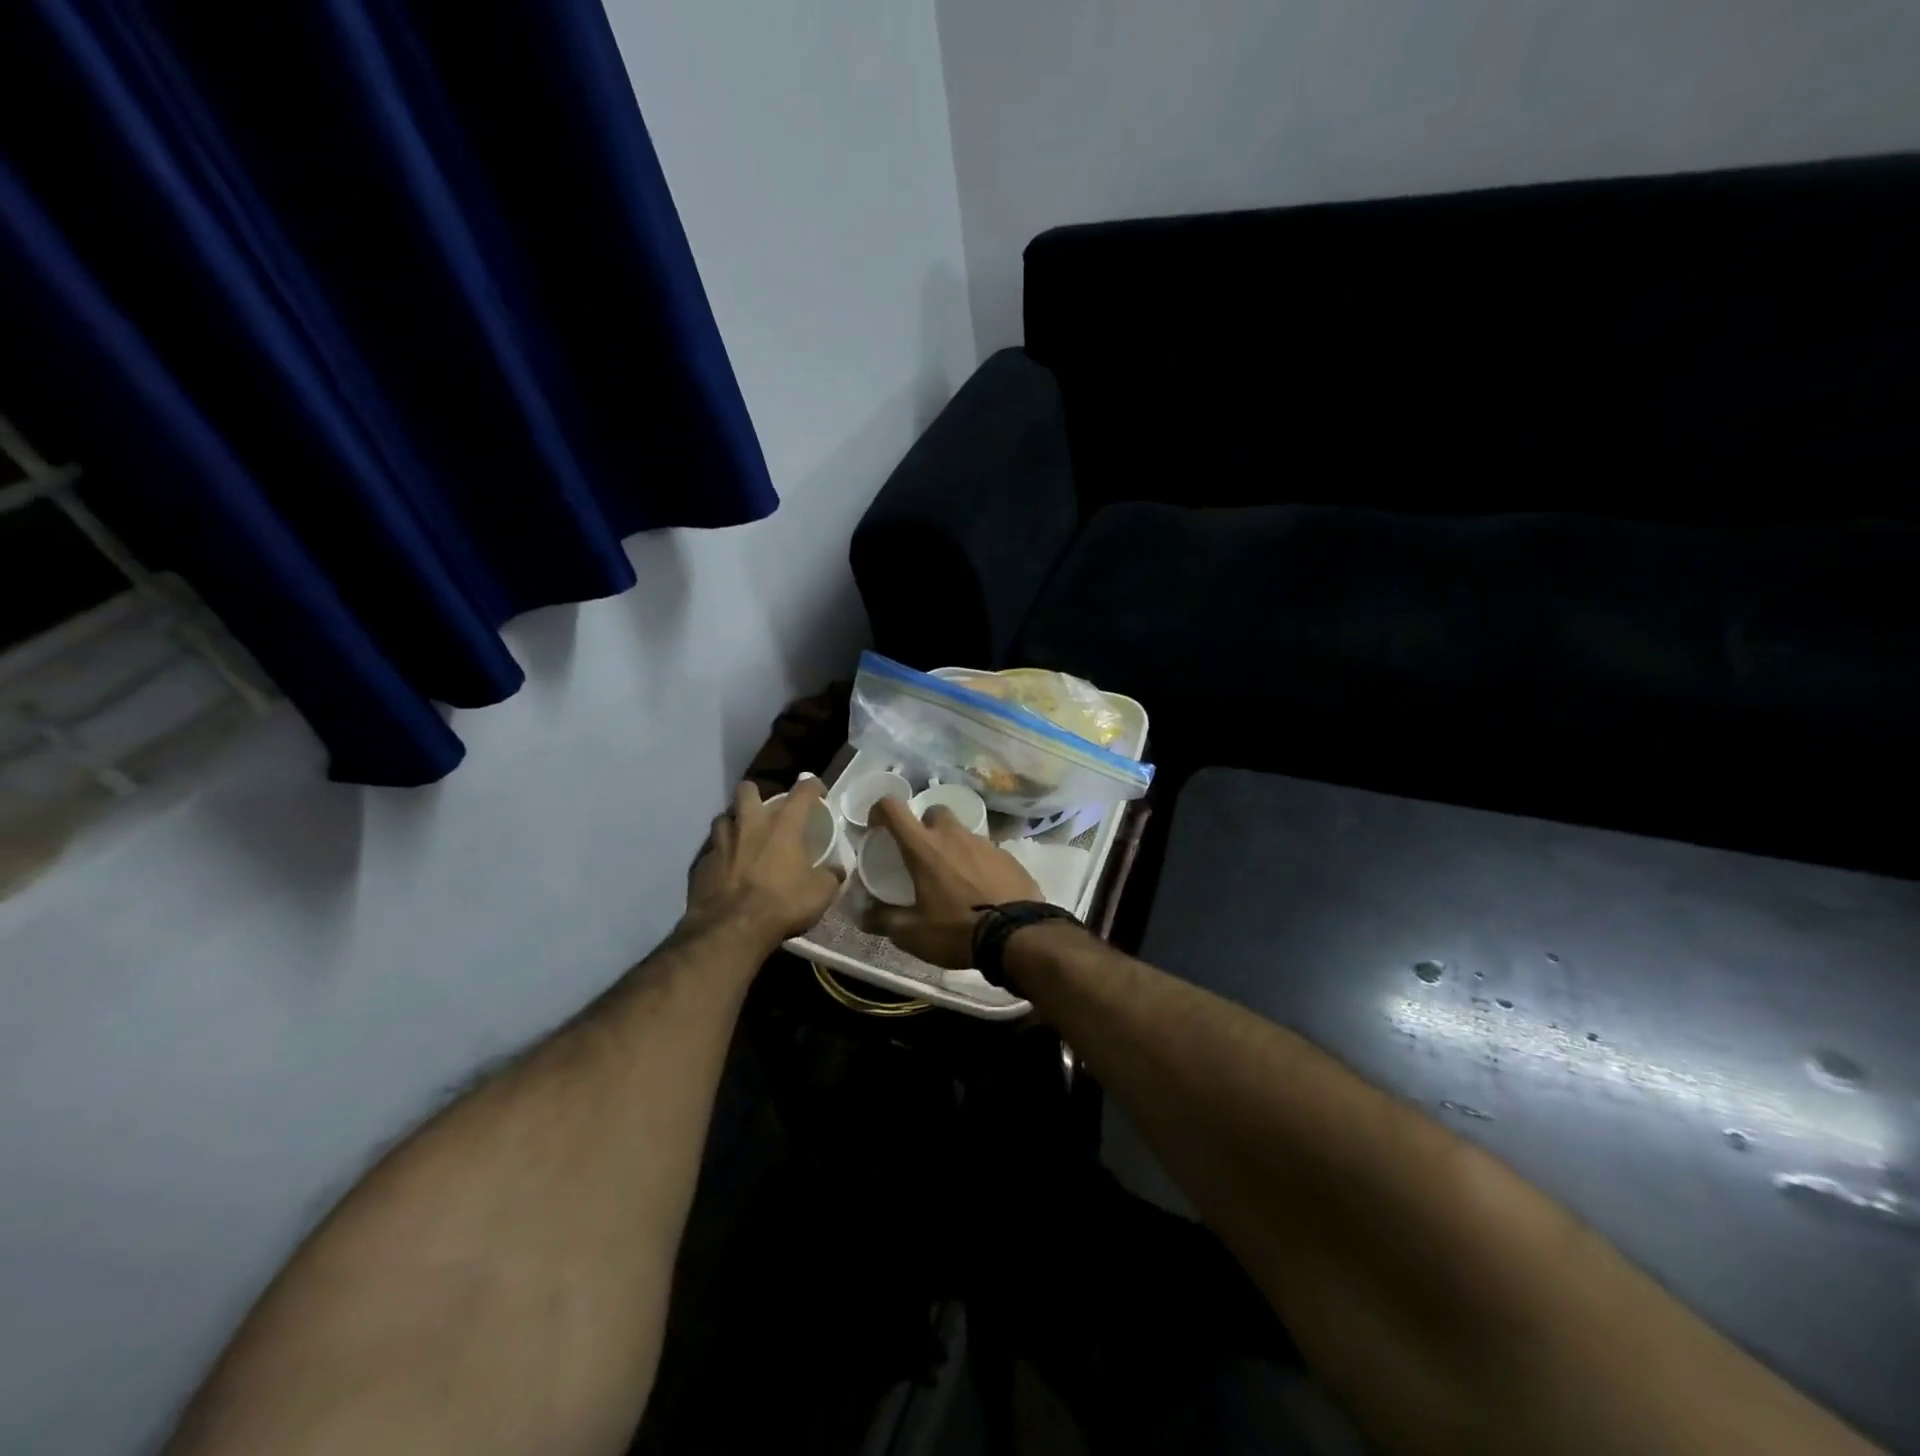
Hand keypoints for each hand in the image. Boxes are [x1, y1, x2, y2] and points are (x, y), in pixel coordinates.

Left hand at [685, 779, 842, 950]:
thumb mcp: (821, 893)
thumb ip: (831, 876)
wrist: (731, 929)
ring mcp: (721, 843)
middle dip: (756, 794)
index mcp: (784, 824)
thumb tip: (836, 871)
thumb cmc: (782, 904)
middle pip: (747, 790)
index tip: (817, 791)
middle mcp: (750, 824)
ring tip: (741, 838)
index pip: (802, 790)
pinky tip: (726, 870)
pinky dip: (720, 856)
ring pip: (723, 819)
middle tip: (765, 811)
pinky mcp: (701, 864)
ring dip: (733, 824)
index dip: (812, 786)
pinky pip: (711, 851)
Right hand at [864, 797, 1041, 967]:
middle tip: (923, 856)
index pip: (893, 808)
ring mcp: (985, 843)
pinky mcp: (1009, 856)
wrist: (1018, 935)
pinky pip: (986, 852)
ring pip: (962, 833)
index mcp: (924, 848)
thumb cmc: (957, 930)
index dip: (880, 810)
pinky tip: (981, 890)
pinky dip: (978, 863)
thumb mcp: (912, 933)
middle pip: (934, 813)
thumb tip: (863, 915)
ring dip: (953, 847)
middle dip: (925, 827)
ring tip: (954, 879)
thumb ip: (883, 920)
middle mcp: (954, 835)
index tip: (878, 828)